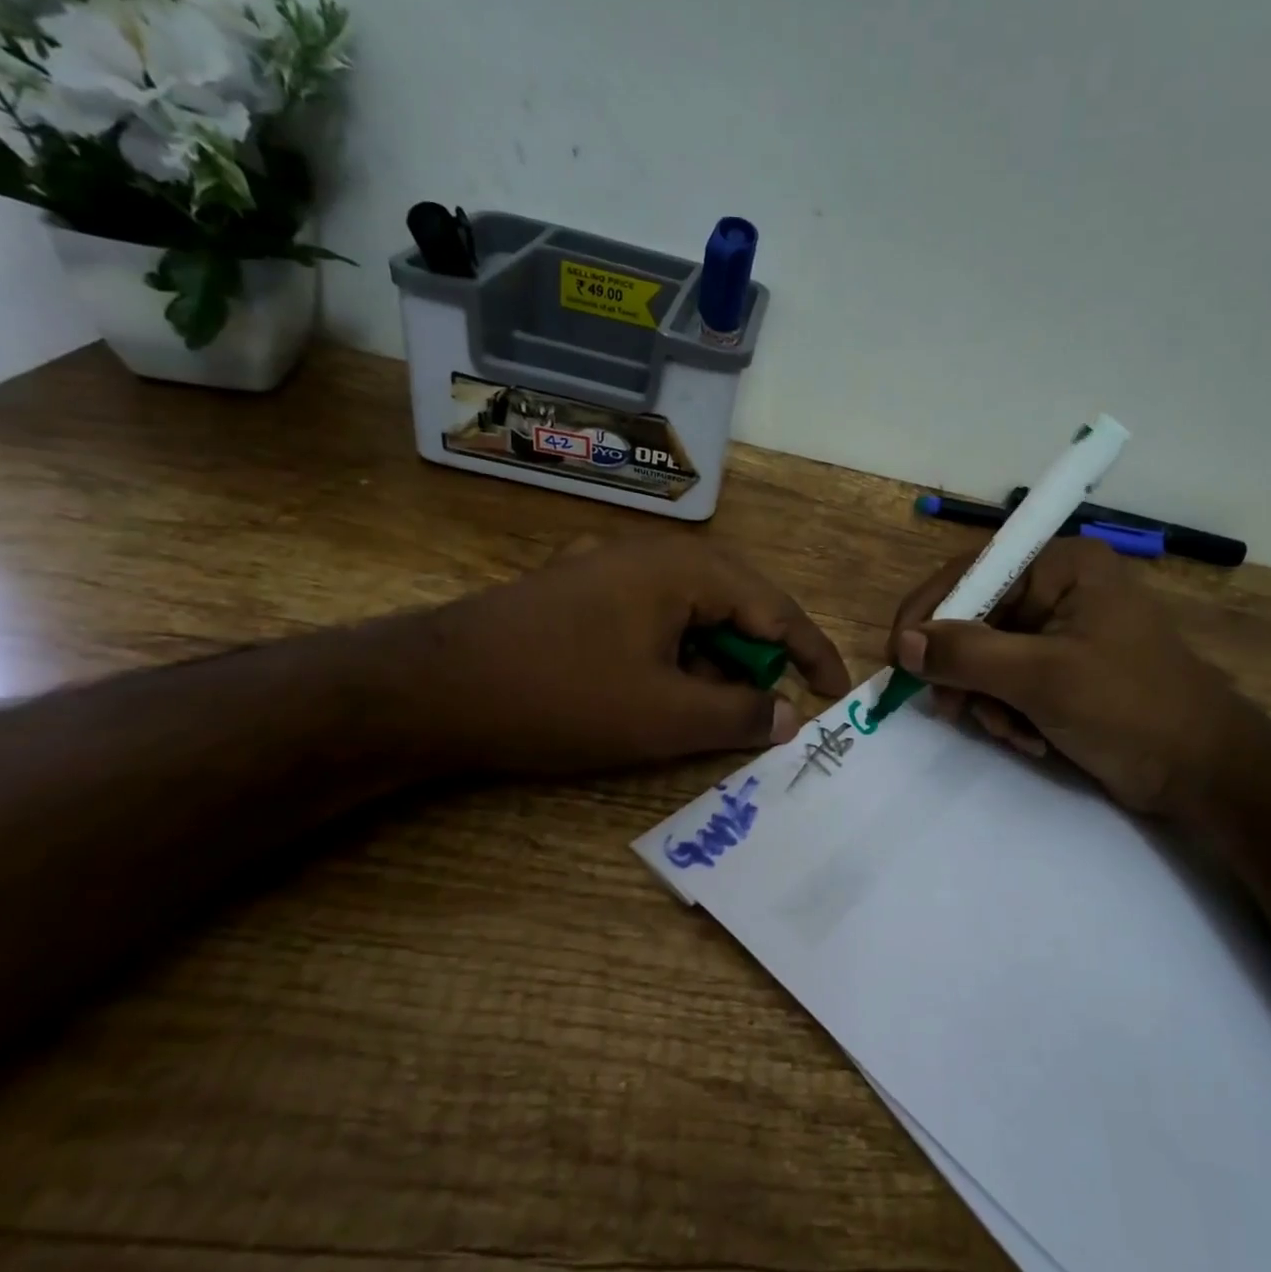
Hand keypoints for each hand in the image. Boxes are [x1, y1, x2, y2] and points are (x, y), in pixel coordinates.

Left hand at [391, 538, 850, 775]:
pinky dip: (675, 657)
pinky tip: (662, 693)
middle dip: (762, 661)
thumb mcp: (664, 716)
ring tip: (716, 712)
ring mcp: (613, 569)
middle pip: (736, 606)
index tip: (839, 694)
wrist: (431, 688)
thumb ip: (740, 714)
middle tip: (776, 710)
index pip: (776, 608)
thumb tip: (790, 716)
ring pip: (693, 615)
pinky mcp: (582, 593)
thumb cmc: (562, 695)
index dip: (813, 654)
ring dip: (715, 663)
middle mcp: (655, 555)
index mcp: (686, 568)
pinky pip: (653, 620)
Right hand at [888, 538, 1247, 813]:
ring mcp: (1062, 631)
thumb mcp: (1042, 677)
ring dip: (988, 701)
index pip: (972, 573)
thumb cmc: (1130, 709)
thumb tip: (905, 645)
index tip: (898, 658)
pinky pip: (1009, 683)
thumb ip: (968, 654)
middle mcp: (1058, 589)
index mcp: (1061, 566)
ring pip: (987, 658)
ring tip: (1014, 733)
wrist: (1205, 774)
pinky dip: (1008, 714)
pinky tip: (1031, 740)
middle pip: (976, 619)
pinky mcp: (1063, 670)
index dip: (929, 613)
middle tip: (953, 711)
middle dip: (966, 673)